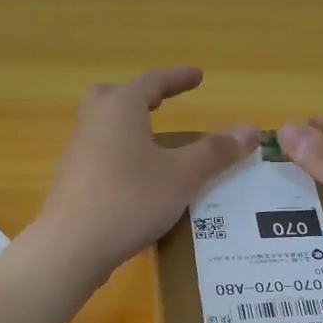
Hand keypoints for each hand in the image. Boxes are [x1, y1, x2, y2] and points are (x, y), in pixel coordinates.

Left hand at [32, 69, 257, 280]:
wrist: (71, 246)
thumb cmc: (130, 200)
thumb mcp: (182, 176)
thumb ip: (216, 152)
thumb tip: (250, 130)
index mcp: (120, 109)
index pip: (152, 82)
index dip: (178, 78)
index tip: (198, 76)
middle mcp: (93, 123)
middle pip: (113, 97)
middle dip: (139, 97)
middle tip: (160, 103)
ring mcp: (78, 154)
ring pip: (103, 128)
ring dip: (128, 128)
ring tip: (155, 146)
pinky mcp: (72, 183)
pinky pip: (99, 157)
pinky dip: (120, 157)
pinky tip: (136, 181)